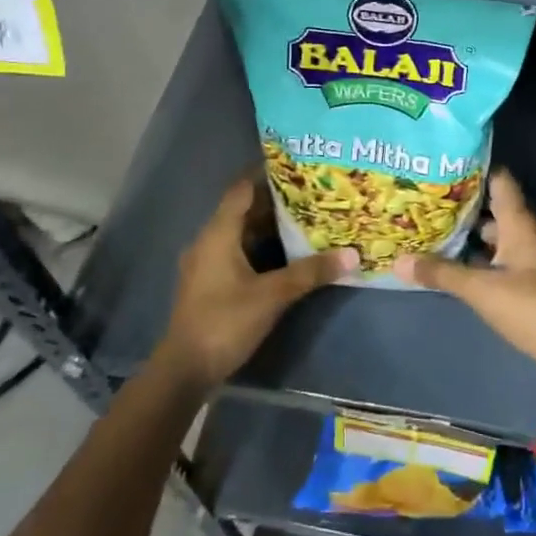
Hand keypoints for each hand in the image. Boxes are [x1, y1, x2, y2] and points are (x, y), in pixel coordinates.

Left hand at [155, 177, 354, 390]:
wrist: (184, 370)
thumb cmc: (225, 322)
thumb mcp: (272, 296)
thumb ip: (310, 273)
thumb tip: (351, 254)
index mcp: (218, 233)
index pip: (242, 188)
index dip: (267, 174)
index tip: (297, 165)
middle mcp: (209, 240)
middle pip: (243, 209)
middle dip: (276, 201)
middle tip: (312, 193)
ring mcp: (207, 262)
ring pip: (241, 232)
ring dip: (269, 226)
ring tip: (305, 218)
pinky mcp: (210, 282)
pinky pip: (237, 251)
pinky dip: (260, 247)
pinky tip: (285, 254)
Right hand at [393, 169, 535, 394]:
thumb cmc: (532, 308)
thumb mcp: (481, 289)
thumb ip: (441, 274)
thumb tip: (398, 260)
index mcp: (519, 224)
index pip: (499, 180)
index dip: (474, 168)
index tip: (442, 161)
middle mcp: (525, 236)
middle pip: (492, 210)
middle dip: (461, 204)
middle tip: (423, 197)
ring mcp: (527, 262)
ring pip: (492, 238)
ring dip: (466, 235)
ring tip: (428, 228)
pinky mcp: (526, 286)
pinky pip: (495, 263)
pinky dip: (474, 260)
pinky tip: (449, 265)